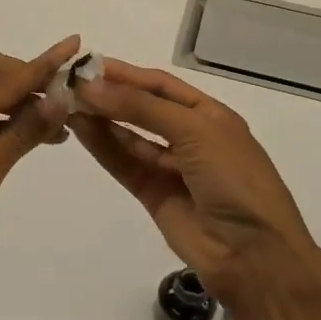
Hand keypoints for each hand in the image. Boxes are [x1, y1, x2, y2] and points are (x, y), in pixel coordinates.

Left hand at [0, 36, 78, 307]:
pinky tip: (39, 135)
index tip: (74, 45)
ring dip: (22, 102)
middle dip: (26, 78)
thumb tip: (62, 97)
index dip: (40, 64)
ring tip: (62, 120)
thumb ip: (24, 130)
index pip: (0, 78)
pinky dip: (10, 123)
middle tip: (64, 99)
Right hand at [72, 59, 320, 303]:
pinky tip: (80, 128)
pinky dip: (102, 146)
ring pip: (129, 136)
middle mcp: (189, 137)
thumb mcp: (194, 131)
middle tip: (70, 84)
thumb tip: (91, 86)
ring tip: (67, 103)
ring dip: (101, 119)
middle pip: (142, 109)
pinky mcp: (152, 194)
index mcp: (209, 115)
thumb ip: (141, 107)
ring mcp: (170, 167)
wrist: (253, 254)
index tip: (88, 65)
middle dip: (109, 95)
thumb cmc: (234, 178)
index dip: (126, 74)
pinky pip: (123, 164)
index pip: (161, 86)